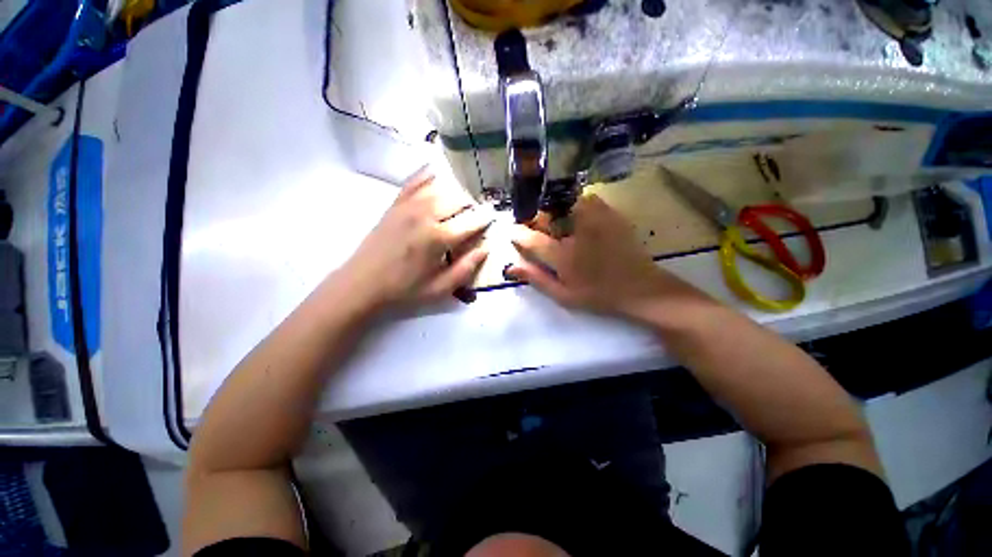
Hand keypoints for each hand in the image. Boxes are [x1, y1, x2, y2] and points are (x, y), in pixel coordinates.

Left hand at [339, 166, 493, 310]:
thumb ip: (465, 269)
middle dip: (471, 204)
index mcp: (438, 238)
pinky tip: (435, 171)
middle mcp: (425, 215)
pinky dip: (427, 175)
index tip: (493, 217)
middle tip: (476, 213)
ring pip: (439, 187)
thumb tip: (485, 250)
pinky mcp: (395, 204)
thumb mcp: (439, 289)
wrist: (362, 284)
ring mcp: (408, 206)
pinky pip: (414, 182)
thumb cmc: (404, 289)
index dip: (485, 218)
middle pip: (457, 199)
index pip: (471, 221)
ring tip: (461, 199)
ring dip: (454, 190)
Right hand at [507, 195, 703, 319]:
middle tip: (538, 232)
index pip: (531, 239)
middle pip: (545, 214)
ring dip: (554, 211)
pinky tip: (577, 220)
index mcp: (564, 256)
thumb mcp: (563, 295)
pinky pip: (585, 199)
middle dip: (536, 220)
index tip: (513, 233)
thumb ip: (536, 278)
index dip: (518, 234)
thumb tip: (511, 266)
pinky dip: (575, 205)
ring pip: (564, 202)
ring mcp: (596, 219)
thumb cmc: (598, 295)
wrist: (641, 288)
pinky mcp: (610, 213)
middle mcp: (577, 232)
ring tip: (557, 226)